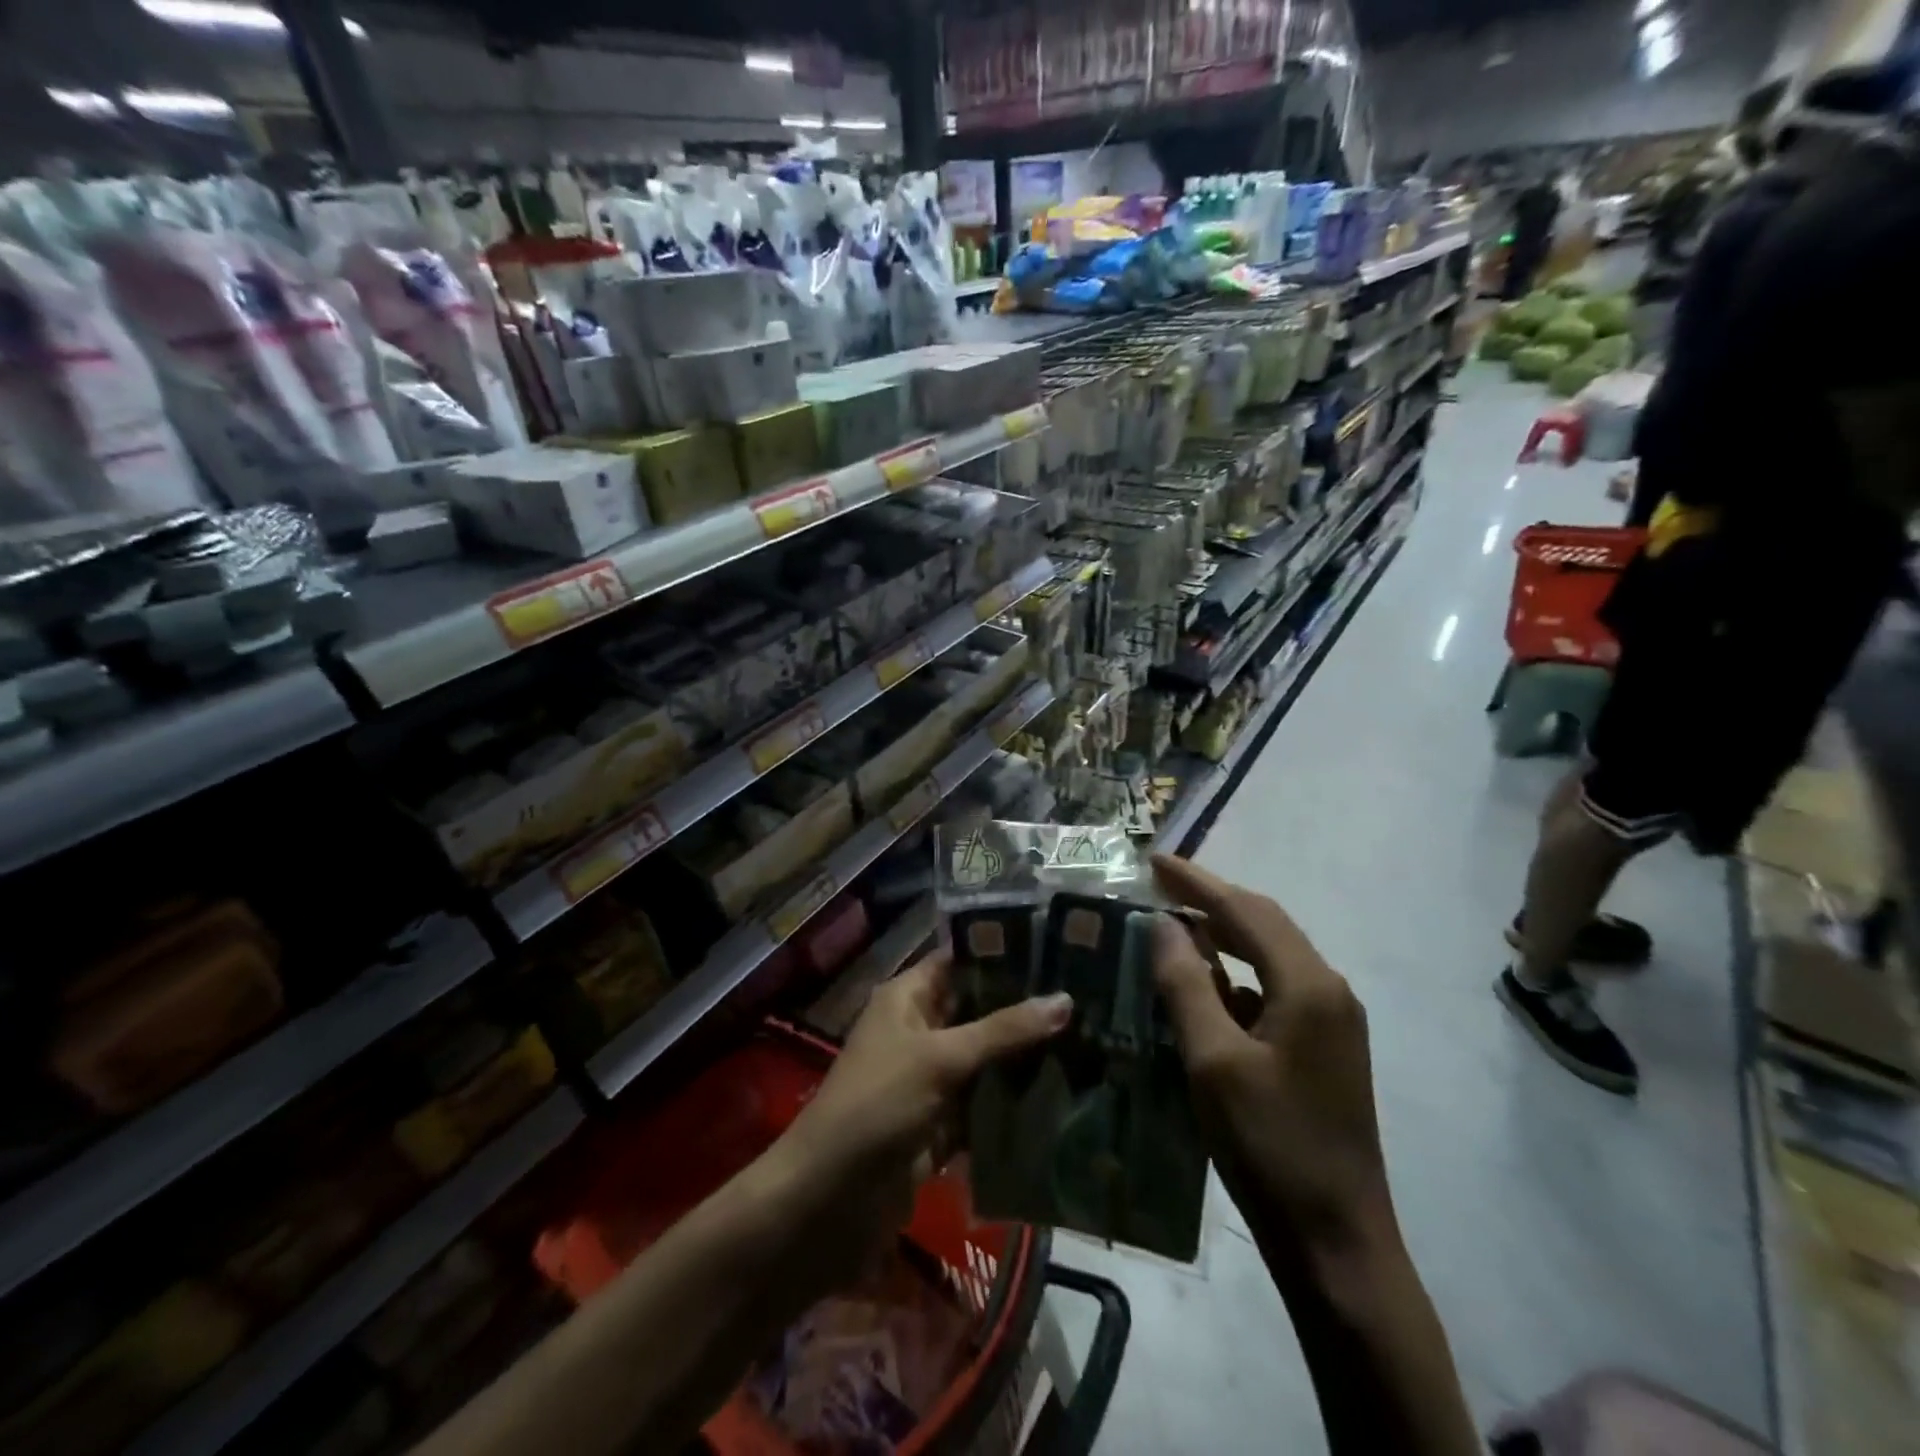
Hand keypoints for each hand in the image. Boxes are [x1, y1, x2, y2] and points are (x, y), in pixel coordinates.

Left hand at [764, 951, 1070, 1276]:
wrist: (828, 1202)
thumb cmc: (877, 1105)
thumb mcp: (940, 1058)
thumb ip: (1003, 1031)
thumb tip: (1065, 999)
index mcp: (907, 998)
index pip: (959, 960)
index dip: (1002, 952)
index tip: (1058, 949)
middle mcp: (919, 1030)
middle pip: (978, 1010)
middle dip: (1024, 1009)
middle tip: (1087, 998)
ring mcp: (930, 1080)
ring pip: (985, 1059)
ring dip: (1025, 1058)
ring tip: (1090, 1041)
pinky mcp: (939, 1125)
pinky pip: (983, 1105)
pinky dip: (1013, 1103)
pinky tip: (1064, 1096)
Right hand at [1149, 854, 1396, 1259]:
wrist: (1337, 1242)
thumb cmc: (1270, 1146)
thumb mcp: (1212, 1061)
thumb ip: (1186, 984)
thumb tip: (1163, 923)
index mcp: (1308, 985)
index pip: (1246, 910)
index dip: (1196, 881)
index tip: (1153, 859)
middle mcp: (1328, 990)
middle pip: (1263, 924)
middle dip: (1210, 900)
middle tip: (1158, 884)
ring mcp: (1332, 1021)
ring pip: (1270, 955)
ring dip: (1222, 934)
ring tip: (1173, 923)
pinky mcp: (1324, 1048)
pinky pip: (1273, 988)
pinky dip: (1234, 974)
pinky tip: (1203, 986)